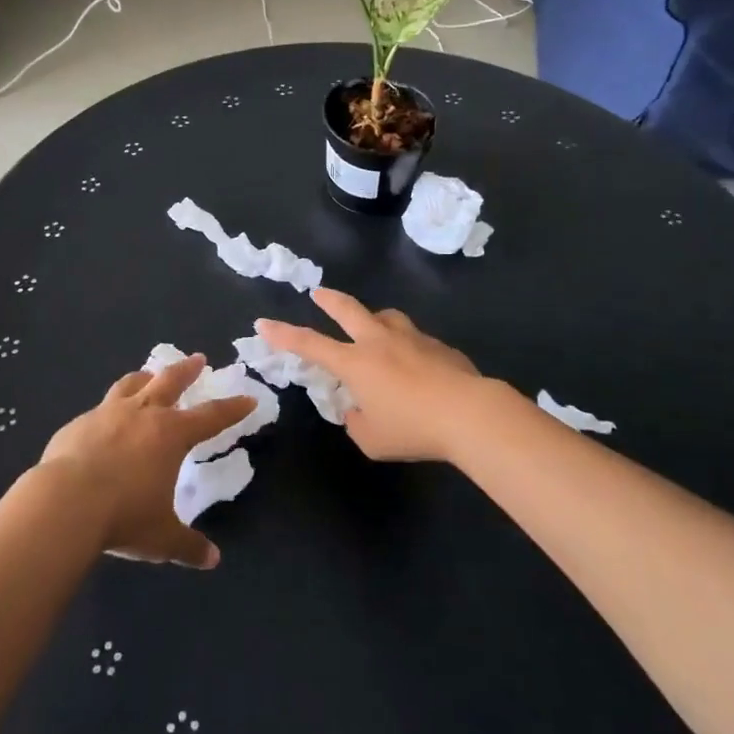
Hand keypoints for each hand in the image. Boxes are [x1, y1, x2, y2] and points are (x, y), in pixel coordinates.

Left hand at [39, 354, 254, 569]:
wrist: (64, 502)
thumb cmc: (123, 516)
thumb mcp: (162, 537)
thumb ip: (188, 545)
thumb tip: (212, 560)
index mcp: (171, 434)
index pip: (211, 417)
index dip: (232, 408)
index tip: (247, 398)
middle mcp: (142, 414)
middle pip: (170, 381)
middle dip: (187, 370)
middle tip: (198, 359)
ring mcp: (107, 414)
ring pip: (131, 385)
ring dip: (145, 377)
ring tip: (149, 374)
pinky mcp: (78, 423)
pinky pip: (99, 409)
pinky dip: (109, 409)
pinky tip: (104, 421)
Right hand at [257, 288, 484, 462]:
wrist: (469, 413)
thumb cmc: (413, 428)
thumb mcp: (372, 440)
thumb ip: (357, 423)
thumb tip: (358, 411)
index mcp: (356, 363)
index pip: (310, 344)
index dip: (284, 334)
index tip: (263, 323)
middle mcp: (379, 342)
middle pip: (348, 310)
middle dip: (329, 299)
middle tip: (318, 293)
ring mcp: (412, 339)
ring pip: (386, 317)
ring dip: (374, 318)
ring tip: (374, 326)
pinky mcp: (439, 346)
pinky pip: (415, 339)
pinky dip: (407, 345)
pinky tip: (417, 365)